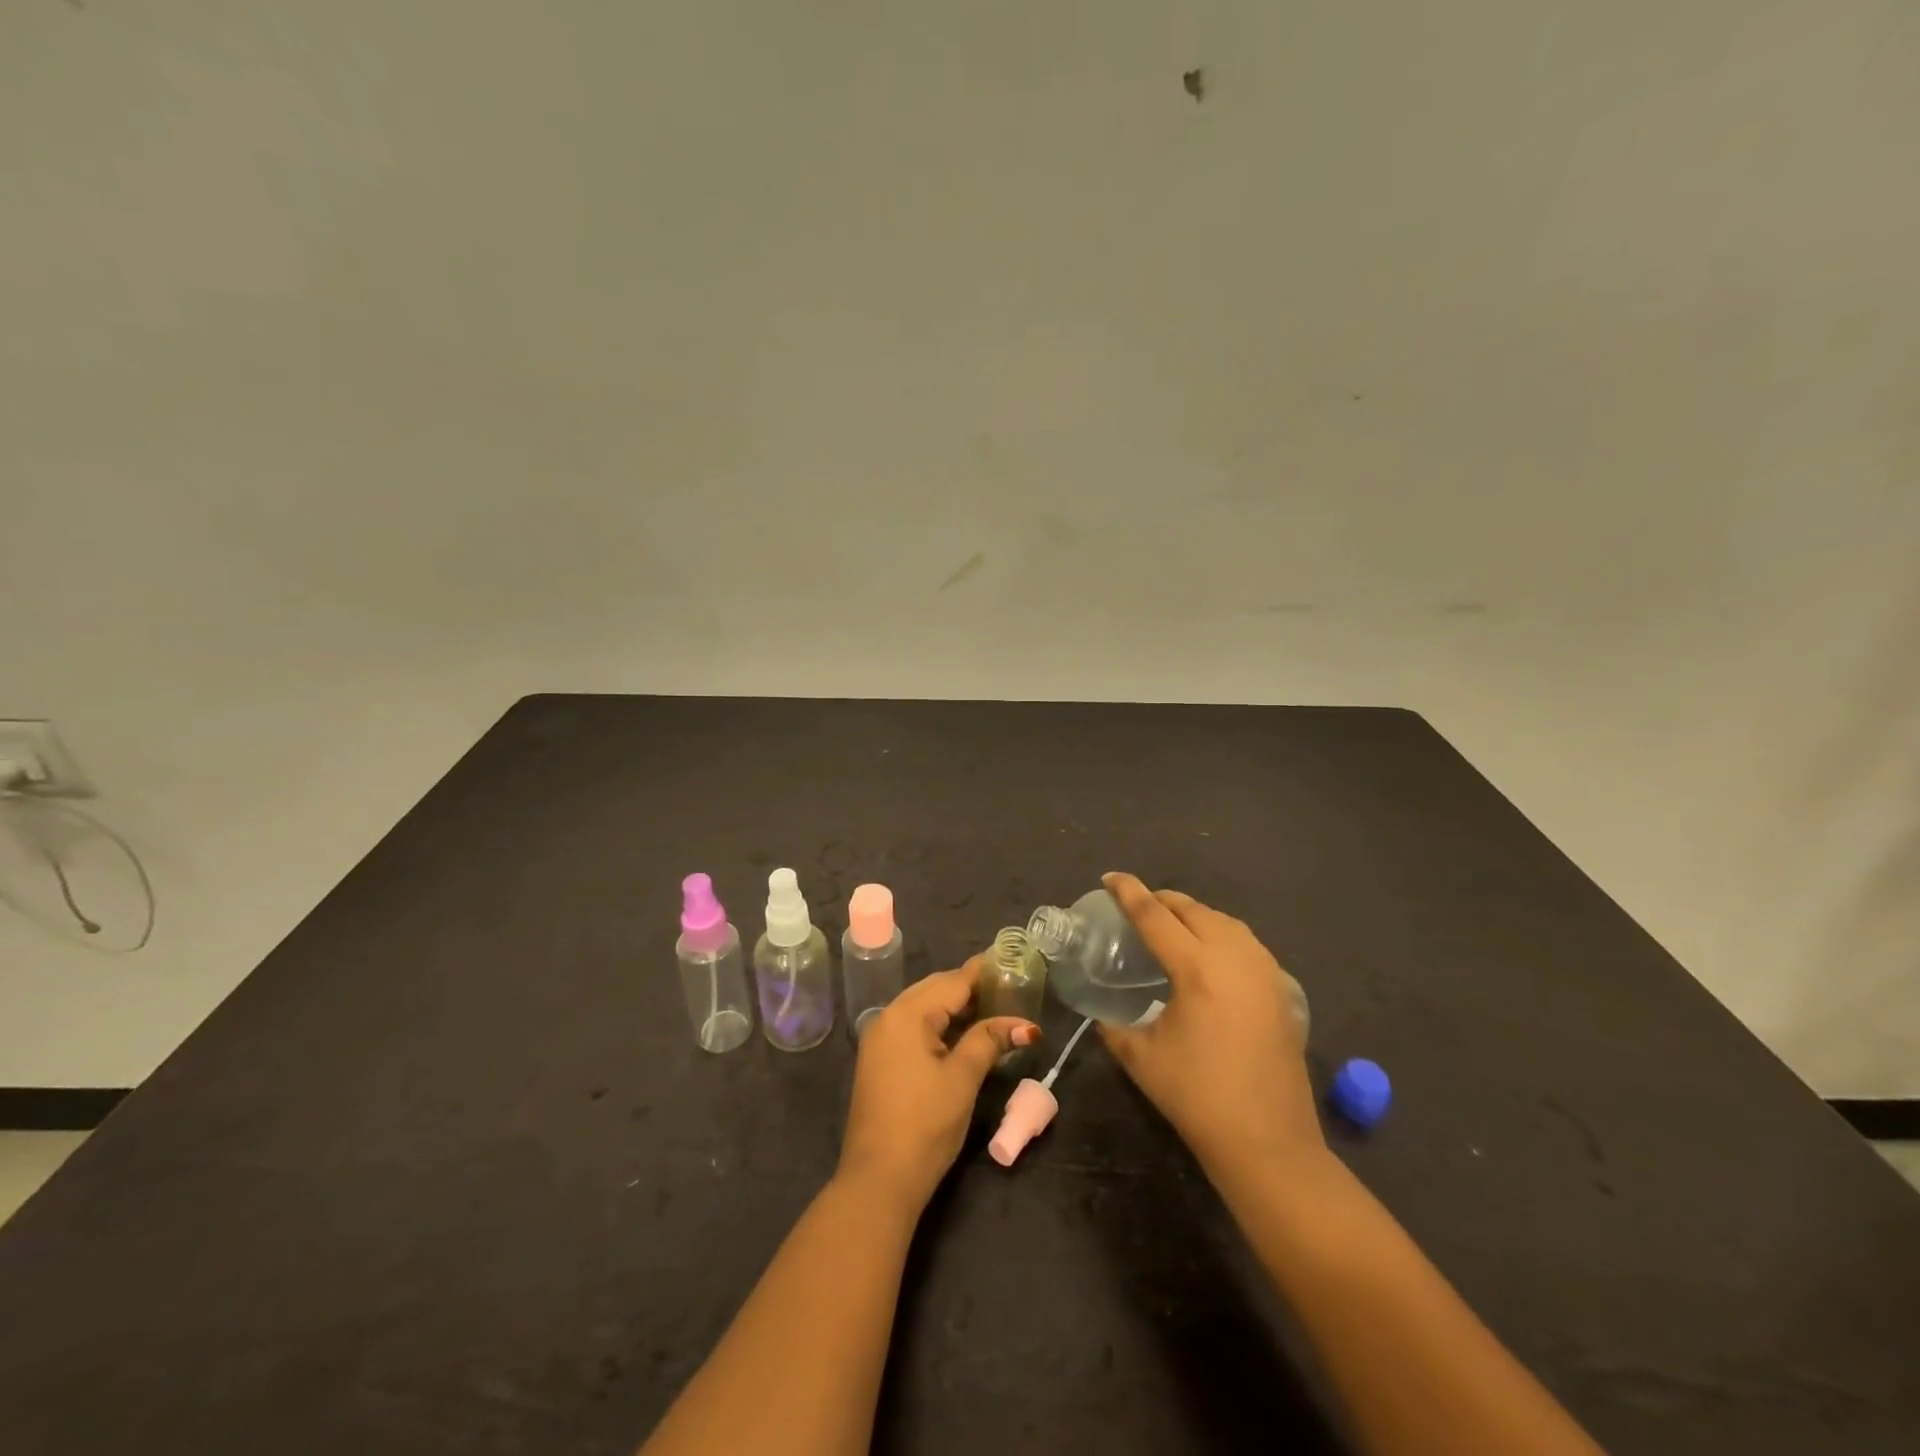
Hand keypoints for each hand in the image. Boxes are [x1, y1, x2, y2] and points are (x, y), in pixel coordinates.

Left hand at [837, 957, 1038, 1212]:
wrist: (878, 1180)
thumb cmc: (925, 1124)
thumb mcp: (963, 1078)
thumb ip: (990, 1041)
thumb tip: (1026, 1026)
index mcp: (906, 1014)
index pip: (952, 982)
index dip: (983, 973)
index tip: (1010, 961)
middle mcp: (888, 1017)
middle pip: (936, 989)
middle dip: (970, 988)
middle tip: (1008, 987)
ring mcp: (881, 1040)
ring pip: (924, 1008)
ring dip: (956, 1007)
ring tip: (993, 1006)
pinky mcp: (881, 1061)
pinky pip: (914, 1027)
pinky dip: (940, 1025)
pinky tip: (963, 1033)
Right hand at [1097, 872, 1322, 1179]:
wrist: (1269, 1142)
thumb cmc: (1198, 1097)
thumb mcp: (1142, 1058)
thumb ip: (1115, 1027)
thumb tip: (1102, 1015)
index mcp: (1196, 968)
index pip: (1155, 915)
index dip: (1129, 892)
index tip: (1110, 877)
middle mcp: (1234, 957)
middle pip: (1193, 910)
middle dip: (1162, 900)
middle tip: (1136, 905)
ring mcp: (1264, 971)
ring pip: (1223, 921)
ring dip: (1193, 915)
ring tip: (1171, 924)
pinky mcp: (1281, 989)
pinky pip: (1245, 942)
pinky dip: (1220, 934)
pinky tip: (1209, 954)